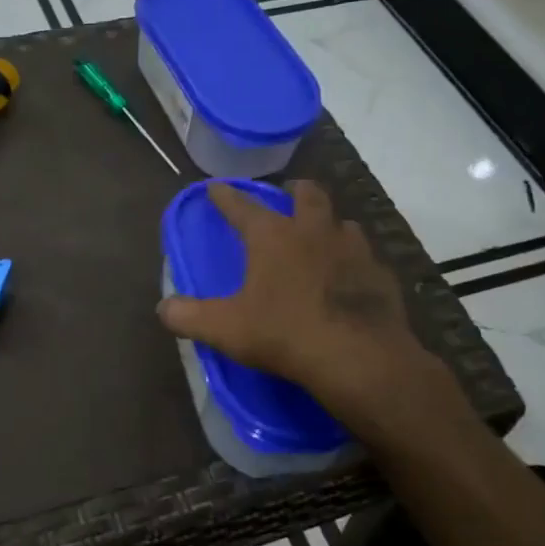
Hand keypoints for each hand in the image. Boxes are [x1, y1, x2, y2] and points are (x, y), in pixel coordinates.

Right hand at [156, 180, 467, 440]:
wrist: (358, 358)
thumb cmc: (284, 334)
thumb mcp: (225, 328)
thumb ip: (189, 316)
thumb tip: (163, 308)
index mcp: (273, 237)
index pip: (243, 206)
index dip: (226, 197)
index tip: (216, 187)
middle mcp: (314, 231)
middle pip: (308, 195)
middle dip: (295, 191)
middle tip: (288, 194)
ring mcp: (354, 250)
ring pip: (343, 223)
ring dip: (329, 224)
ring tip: (321, 236)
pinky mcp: (381, 275)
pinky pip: (367, 258)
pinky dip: (354, 261)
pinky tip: (350, 277)